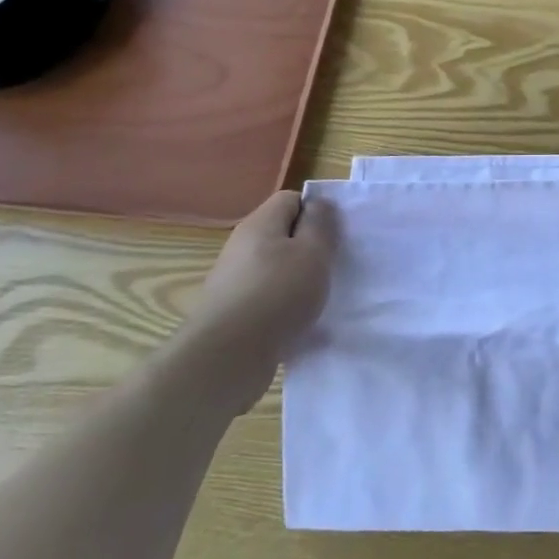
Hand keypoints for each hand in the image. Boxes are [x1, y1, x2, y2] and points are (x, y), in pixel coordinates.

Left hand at [166, 191, 334, 410]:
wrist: (225, 359)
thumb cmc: (277, 295)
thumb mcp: (313, 252)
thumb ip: (321, 224)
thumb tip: (319, 205)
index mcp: (260, 224)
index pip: (291, 199)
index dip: (316, 211)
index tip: (334, 236)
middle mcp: (241, 247)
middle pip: (282, 234)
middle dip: (309, 248)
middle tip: (330, 267)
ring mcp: (233, 281)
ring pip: (275, 268)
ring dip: (297, 280)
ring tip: (316, 300)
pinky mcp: (231, 313)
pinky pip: (266, 298)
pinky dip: (283, 307)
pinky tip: (297, 326)